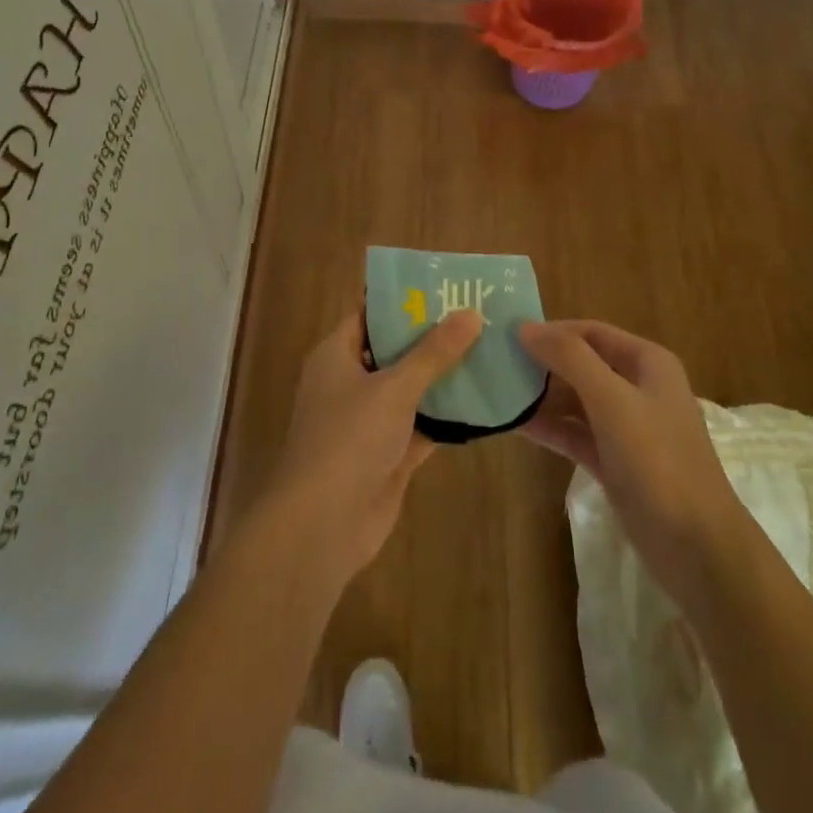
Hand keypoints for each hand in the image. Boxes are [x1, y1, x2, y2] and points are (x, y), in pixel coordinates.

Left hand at [267, 310, 482, 583]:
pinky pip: (423, 426)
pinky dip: (448, 417)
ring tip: (489, 351)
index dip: (404, 301)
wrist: (323, 524)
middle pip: (395, 351)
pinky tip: (484, 402)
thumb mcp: (394, 387)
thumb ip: (433, 352)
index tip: (445, 287)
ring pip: (411, 390)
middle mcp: (350, 383)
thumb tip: (471, 313)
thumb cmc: (349, 439)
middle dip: (433, 337)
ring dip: (444, 377)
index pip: (370, 315)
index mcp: (336, 356)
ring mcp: (369, 422)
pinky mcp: (389, 455)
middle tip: (478, 315)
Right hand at [518, 320, 745, 598]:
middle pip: (582, 364)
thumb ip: (570, 359)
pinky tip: (515, 425)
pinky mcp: (615, 462)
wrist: (697, 547)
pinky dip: (550, 428)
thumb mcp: (612, 400)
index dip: (552, 330)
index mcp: (647, 363)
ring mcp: (627, 428)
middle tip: (495, 364)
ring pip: (576, 401)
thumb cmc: (658, 461)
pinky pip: (576, 434)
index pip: (591, 332)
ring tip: (496, 392)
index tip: (507, 334)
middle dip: (542, 363)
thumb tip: (526, 327)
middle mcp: (638, 388)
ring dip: (542, 397)